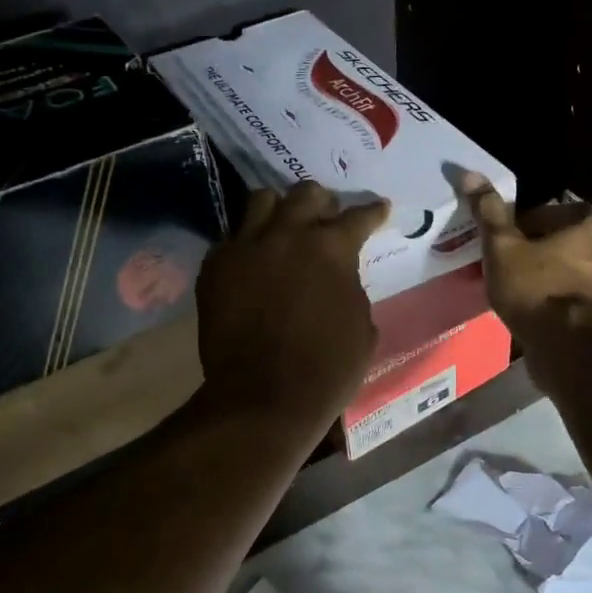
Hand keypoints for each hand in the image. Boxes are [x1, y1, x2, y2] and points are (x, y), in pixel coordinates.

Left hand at [194, 181, 387, 436]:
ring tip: (283, 226)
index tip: (378, 209)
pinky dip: (246, 243)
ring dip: (278, 209)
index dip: (372, 212)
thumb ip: (351, 288)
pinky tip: (252, 260)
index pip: (358, 216)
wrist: (264, 397)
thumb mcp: (361, 327)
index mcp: (331, 248)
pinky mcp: (214, 268)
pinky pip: (230, 238)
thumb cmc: (326, 369)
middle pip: (305, 195)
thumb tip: (339, 277)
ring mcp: (245, 247)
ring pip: (261, 201)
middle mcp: (287, 235)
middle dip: (321, 202)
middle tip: (326, 215)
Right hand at [461, 173, 591, 338]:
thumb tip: (469, 173)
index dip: (521, 224)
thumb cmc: (533, 286)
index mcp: (585, 223)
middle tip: (506, 265)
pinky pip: (573, 296)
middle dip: (536, 250)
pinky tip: (534, 311)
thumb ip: (489, 212)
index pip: (549, 210)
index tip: (502, 241)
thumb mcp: (502, 246)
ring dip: (547, 275)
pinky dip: (556, 299)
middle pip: (561, 240)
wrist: (565, 345)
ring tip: (517, 291)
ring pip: (568, 269)